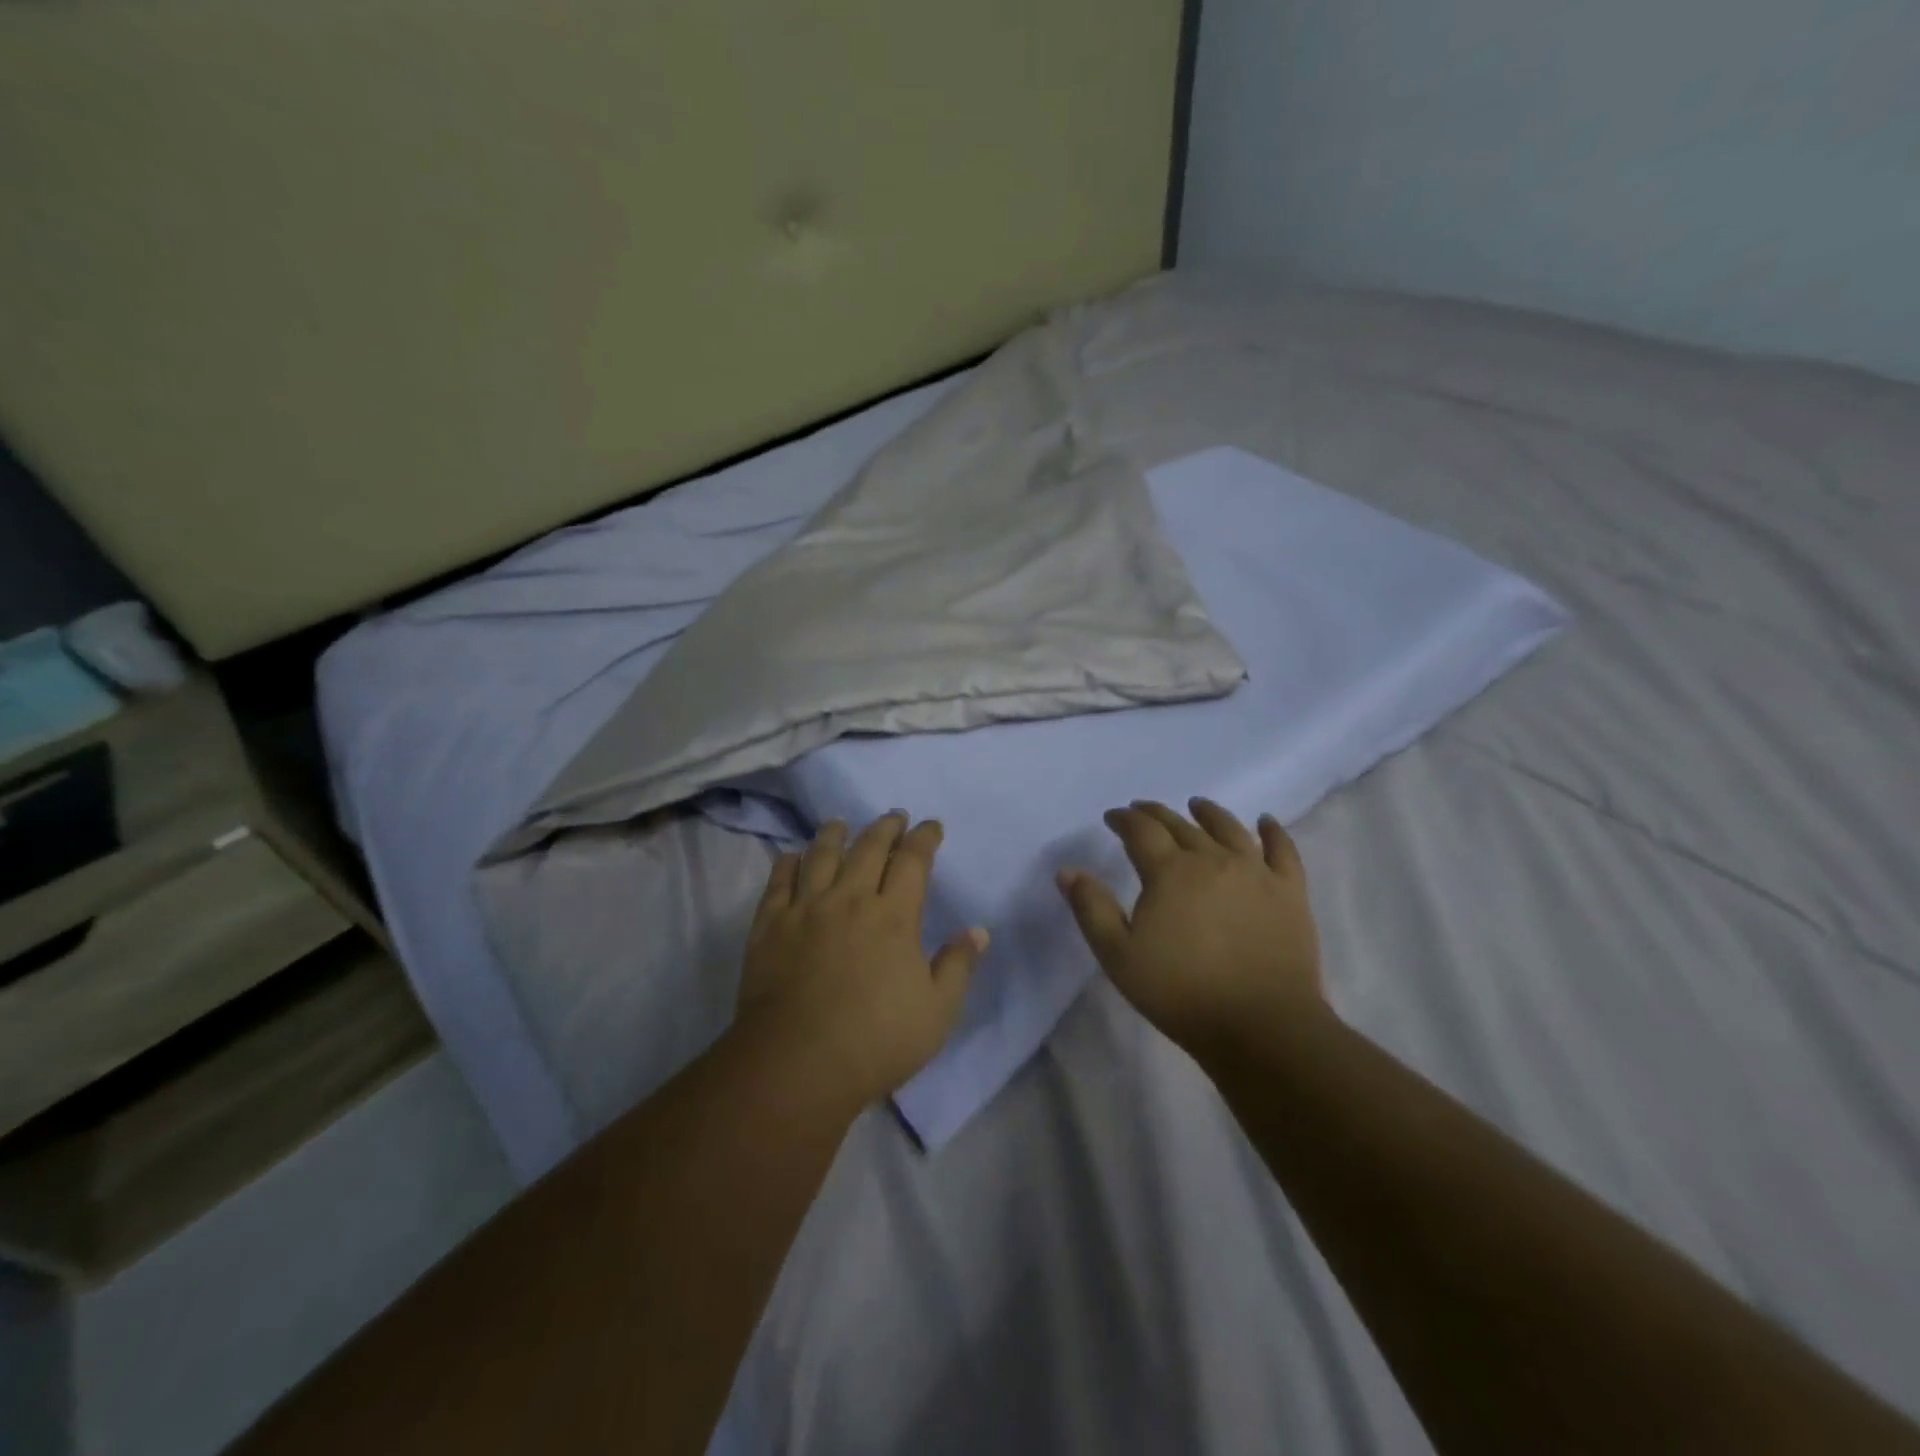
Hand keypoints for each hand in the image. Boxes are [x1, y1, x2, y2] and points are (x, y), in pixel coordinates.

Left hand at [736, 813, 986, 1107]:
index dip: (924, 838)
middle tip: (894, 816)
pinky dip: (787, 864)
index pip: (913, 861)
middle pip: (868, 848)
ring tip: (840, 822)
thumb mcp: (937, 1011)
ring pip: (821, 856)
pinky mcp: (769, 927)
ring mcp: (805, 910)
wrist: (797, 1065)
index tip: (931, 826)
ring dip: (834, 834)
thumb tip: (977, 930)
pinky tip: (791, 855)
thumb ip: (958, 966)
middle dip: (885, 827)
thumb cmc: (877, 1040)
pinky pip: (778, 883)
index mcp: (894, 916)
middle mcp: (850, 899)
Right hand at [1057, 798, 1322, 1054]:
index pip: (1141, 831)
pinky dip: (1274, 832)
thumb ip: (1091, 909)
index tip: (1112, 817)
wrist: (1262, 1025)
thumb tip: (1067, 871)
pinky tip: (1266, 822)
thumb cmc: (1181, 992)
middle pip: (1181, 825)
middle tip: (1142, 810)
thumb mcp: (1118, 956)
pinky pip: (1283, 851)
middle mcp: (1213, 860)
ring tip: (1197, 805)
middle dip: (1157, 814)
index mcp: (1169, 872)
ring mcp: (1256, 873)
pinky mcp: (1290, 892)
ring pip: (1229, 829)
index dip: (1123, 820)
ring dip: (1209, 813)